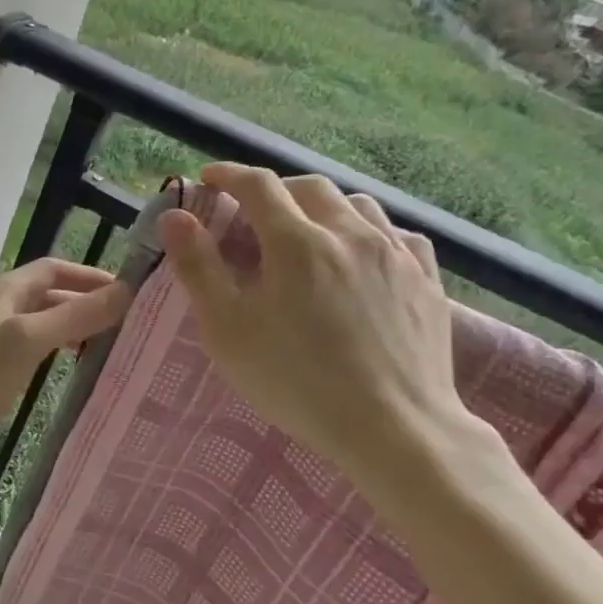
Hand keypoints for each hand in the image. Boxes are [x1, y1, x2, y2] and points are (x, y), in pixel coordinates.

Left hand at [0, 258, 131, 449]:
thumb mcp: (30, 339)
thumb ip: (76, 315)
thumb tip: (125, 291)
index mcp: (4, 289)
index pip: (54, 268)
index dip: (89, 276)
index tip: (124, 292)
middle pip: (48, 293)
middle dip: (84, 302)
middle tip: (122, 322)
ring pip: (40, 318)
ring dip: (70, 324)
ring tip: (104, 342)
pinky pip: (29, 341)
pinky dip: (53, 344)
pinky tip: (68, 362)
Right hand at [158, 163, 471, 482]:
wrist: (393, 428)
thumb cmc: (296, 380)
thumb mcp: (228, 329)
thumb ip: (198, 267)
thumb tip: (175, 216)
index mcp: (297, 242)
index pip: (258, 185)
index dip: (228, 175)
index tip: (209, 179)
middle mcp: (349, 233)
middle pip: (309, 187)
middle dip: (275, 190)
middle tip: (253, 212)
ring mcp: (396, 255)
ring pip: (357, 205)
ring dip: (323, 206)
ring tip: (307, 231)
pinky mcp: (427, 281)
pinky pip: (397, 235)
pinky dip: (368, 231)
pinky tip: (362, 254)